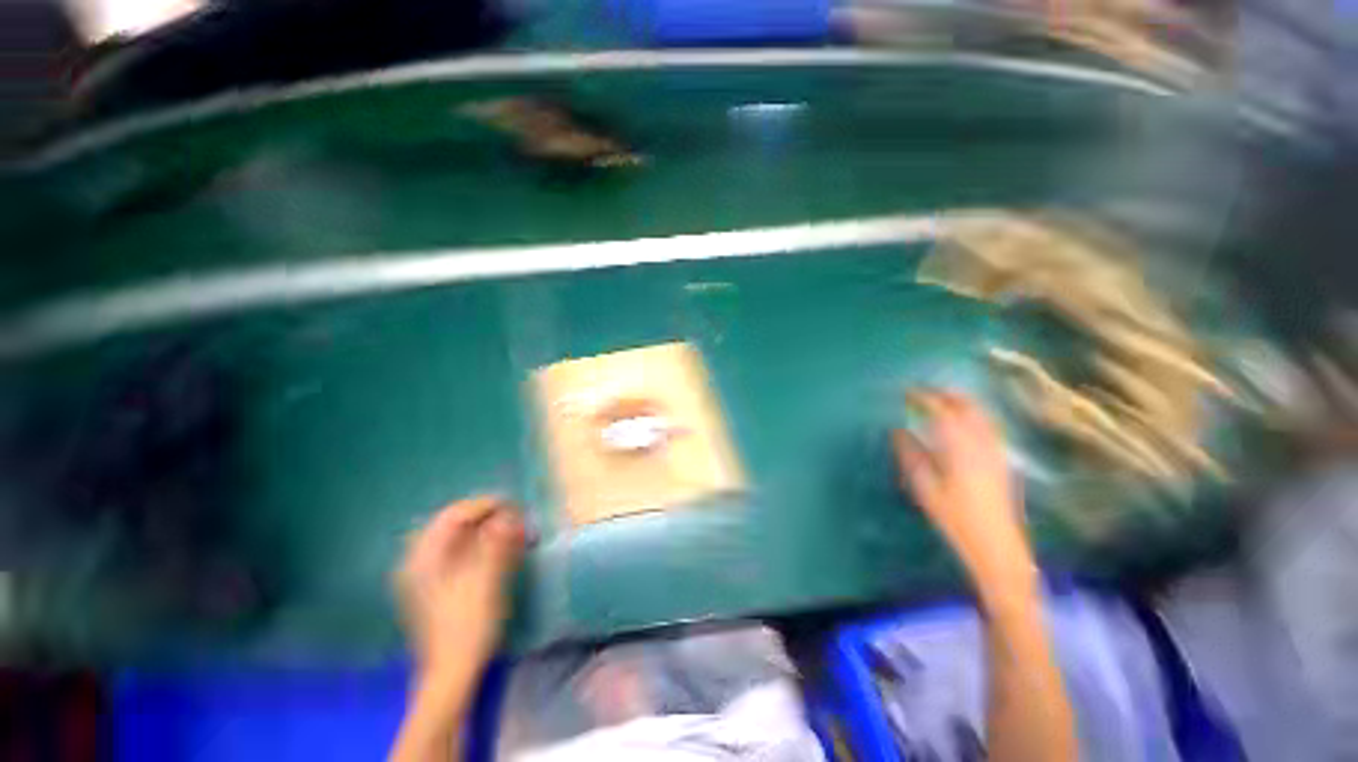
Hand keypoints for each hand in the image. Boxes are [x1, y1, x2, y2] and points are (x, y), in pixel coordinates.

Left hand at [395, 496, 525, 677]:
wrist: (451, 672)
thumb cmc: (468, 625)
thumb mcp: (487, 581)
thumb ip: (497, 543)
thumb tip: (509, 514)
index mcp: (424, 558)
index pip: (454, 515)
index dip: (485, 505)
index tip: (513, 505)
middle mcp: (418, 561)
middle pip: (453, 524)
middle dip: (486, 516)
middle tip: (514, 516)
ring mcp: (424, 574)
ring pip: (456, 537)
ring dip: (484, 529)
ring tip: (510, 529)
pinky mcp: (434, 585)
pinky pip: (456, 552)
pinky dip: (478, 544)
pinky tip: (496, 547)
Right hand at [893, 391, 1035, 582]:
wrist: (996, 545)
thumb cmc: (955, 517)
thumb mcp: (925, 487)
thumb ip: (911, 455)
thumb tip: (898, 431)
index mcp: (959, 447)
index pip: (941, 410)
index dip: (923, 397)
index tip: (906, 392)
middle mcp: (981, 442)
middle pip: (966, 406)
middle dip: (944, 393)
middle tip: (923, 391)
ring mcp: (995, 450)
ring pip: (980, 414)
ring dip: (960, 401)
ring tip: (940, 400)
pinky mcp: (1001, 459)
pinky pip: (988, 425)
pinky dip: (973, 415)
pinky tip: (962, 422)